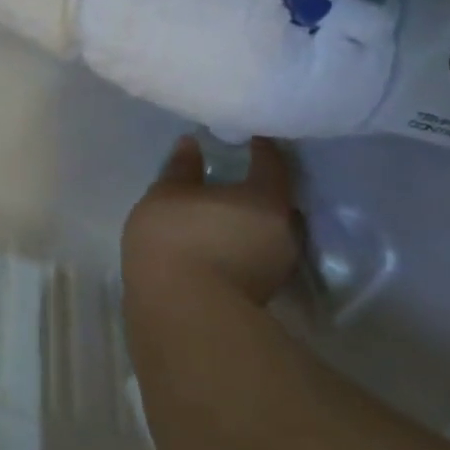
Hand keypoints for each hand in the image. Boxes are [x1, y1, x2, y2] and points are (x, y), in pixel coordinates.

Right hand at [122, 137, 300, 306]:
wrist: (182, 311)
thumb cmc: (175, 239)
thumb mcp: (166, 195)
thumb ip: (181, 168)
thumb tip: (192, 144)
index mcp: (266, 197)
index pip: (272, 162)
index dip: (261, 147)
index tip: (249, 137)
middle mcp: (284, 229)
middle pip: (275, 200)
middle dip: (257, 188)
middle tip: (233, 177)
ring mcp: (276, 265)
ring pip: (267, 231)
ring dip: (248, 221)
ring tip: (221, 213)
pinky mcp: (262, 292)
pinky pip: (255, 255)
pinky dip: (240, 245)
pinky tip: (216, 244)